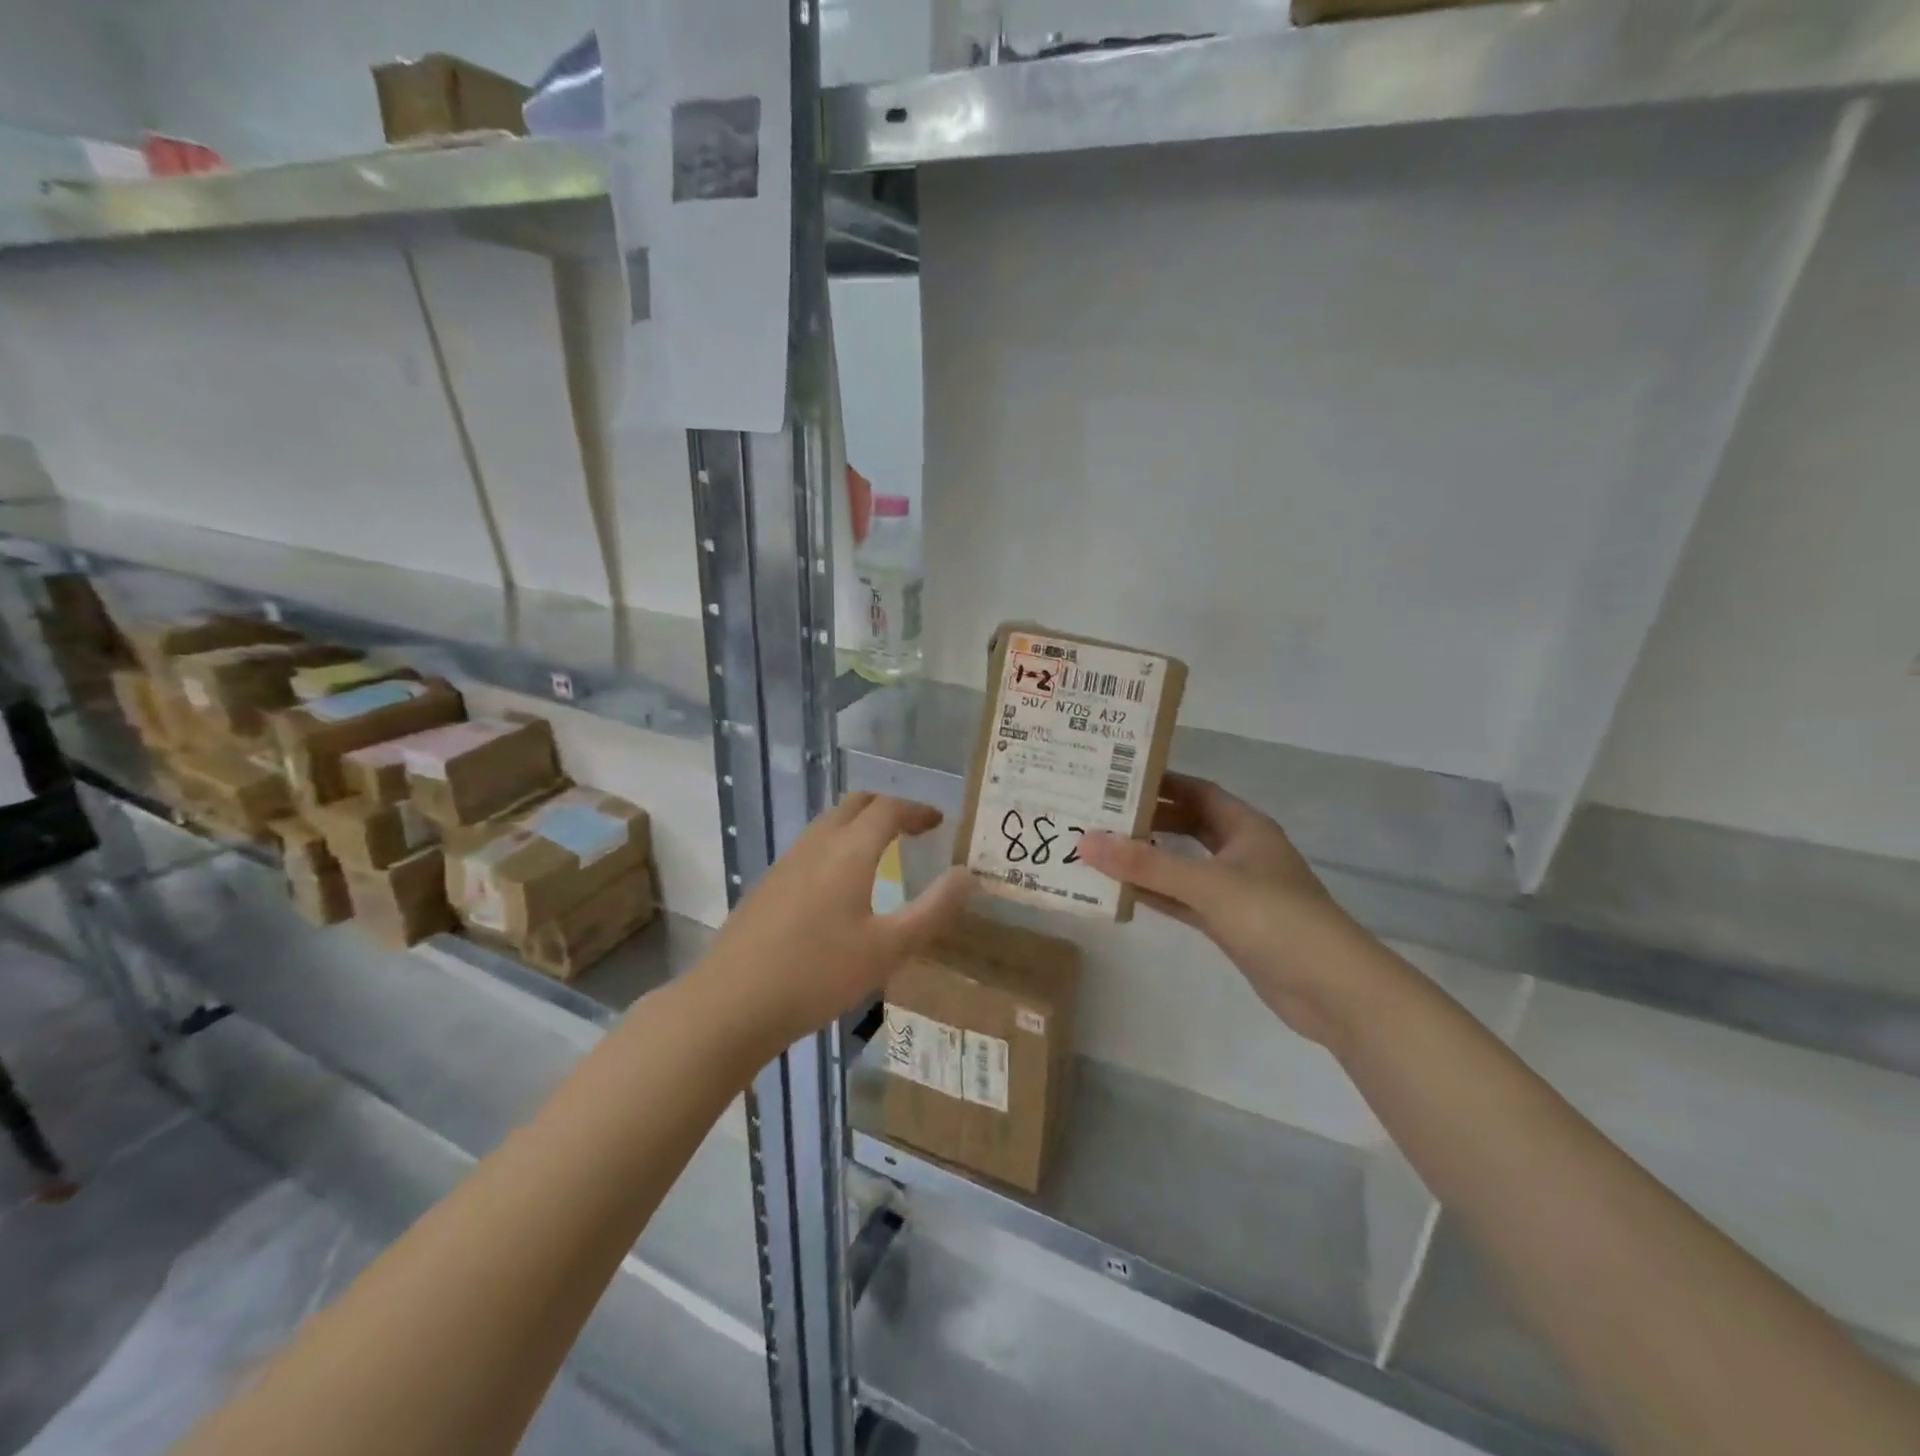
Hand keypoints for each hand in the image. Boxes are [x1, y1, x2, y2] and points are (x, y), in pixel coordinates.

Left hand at [704, 794, 973, 1048]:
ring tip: (882, 851)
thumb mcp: (889, 948)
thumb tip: (968, 875)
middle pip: (855, 804)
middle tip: (914, 829)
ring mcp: (786, 862)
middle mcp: (816, 844)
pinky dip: (836, 844)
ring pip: (829, 823)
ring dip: (859, 824)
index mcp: (849, 851)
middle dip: (888, 808)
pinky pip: (810, 846)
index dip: (918, 810)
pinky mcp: (767, 885)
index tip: (939, 823)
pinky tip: (839, 885)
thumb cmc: (819, 974)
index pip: (889, 808)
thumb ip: (933, 909)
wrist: (731, 1004)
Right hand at [1078, 774, 1378, 1048]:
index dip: (1160, 782)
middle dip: (1147, 820)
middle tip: (1097, 814)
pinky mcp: (1229, 924)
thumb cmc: (1274, 918)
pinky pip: (1184, 900)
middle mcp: (1239, 852)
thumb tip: (1085, 840)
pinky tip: (1122, 891)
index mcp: (1244, 827)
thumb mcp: (1206, 884)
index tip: (1114, 778)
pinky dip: (1157, 894)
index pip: (1196, 791)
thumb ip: (1145, 864)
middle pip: (1186, 825)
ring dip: (1147, 859)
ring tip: (1099, 850)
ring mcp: (1235, 890)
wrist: (1332, 990)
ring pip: (1182, 865)